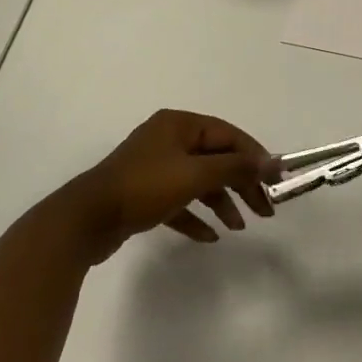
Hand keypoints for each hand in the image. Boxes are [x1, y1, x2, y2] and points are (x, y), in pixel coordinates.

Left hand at [58, 110, 274, 263]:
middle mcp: (168, 140)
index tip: (275, 182)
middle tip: (265, 211)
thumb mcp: (195, 175)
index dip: (255, 157)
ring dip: (222, 202)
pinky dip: (196, 216)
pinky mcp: (144, 195)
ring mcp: (154, 167)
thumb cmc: (145, 187)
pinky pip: (179, 202)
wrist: (86, 220)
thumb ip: (236, 167)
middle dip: (241, 183)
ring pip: (199, 181)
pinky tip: (210, 237)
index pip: (228, 135)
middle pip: (216, 158)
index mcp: (179, 125)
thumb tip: (273, 162)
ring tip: (238, 227)